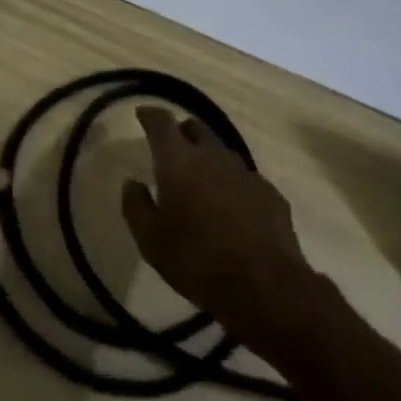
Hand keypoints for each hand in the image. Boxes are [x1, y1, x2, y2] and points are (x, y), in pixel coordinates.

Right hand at [121, 107, 313, 351]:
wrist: (265, 286)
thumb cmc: (197, 261)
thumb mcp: (151, 241)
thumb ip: (136, 206)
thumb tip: (131, 183)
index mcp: (179, 161)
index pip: (161, 122)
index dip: (150, 114)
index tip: (142, 114)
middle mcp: (212, 155)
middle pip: (196, 127)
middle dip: (182, 131)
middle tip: (172, 149)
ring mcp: (244, 172)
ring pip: (221, 151)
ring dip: (208, 158)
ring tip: (200, 181)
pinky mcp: (269, 192)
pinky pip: (244, 178)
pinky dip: (231, 184)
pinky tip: (231, 208)